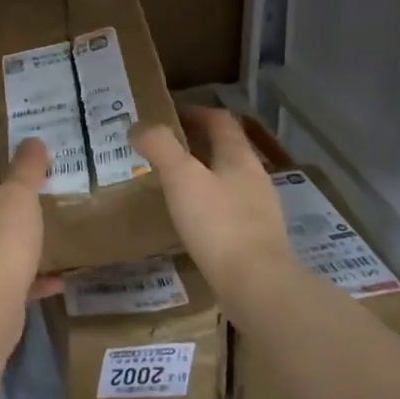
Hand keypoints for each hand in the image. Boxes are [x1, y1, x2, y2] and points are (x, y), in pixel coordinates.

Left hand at [0, 137, 48, 354]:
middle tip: (54, 200)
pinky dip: (30, 276)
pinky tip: (58, 278)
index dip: (16, 167)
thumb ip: (27, 166)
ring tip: (56, 236)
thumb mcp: (19, 195)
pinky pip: (8, 276)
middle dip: (20, 205)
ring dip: (24, 241)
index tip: (44, 170)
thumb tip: (32, 141)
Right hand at [131, 107, 295, 312]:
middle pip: (226, 149)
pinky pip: (230, 211)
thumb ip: (159, 146)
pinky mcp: (257, 240)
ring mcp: (260, 211)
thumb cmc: (218, 224)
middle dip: (196, 144)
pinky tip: (192, 222)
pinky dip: (209, 206)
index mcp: (239, 157)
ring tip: (173, 185)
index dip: (195, 112)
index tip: (167, 116)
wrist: (258, 286)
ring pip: (229, 180)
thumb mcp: (181, 178)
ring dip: (203, 175)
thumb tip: (139, 126)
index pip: (220, 120)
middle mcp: (255, 178)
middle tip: (163, 150)